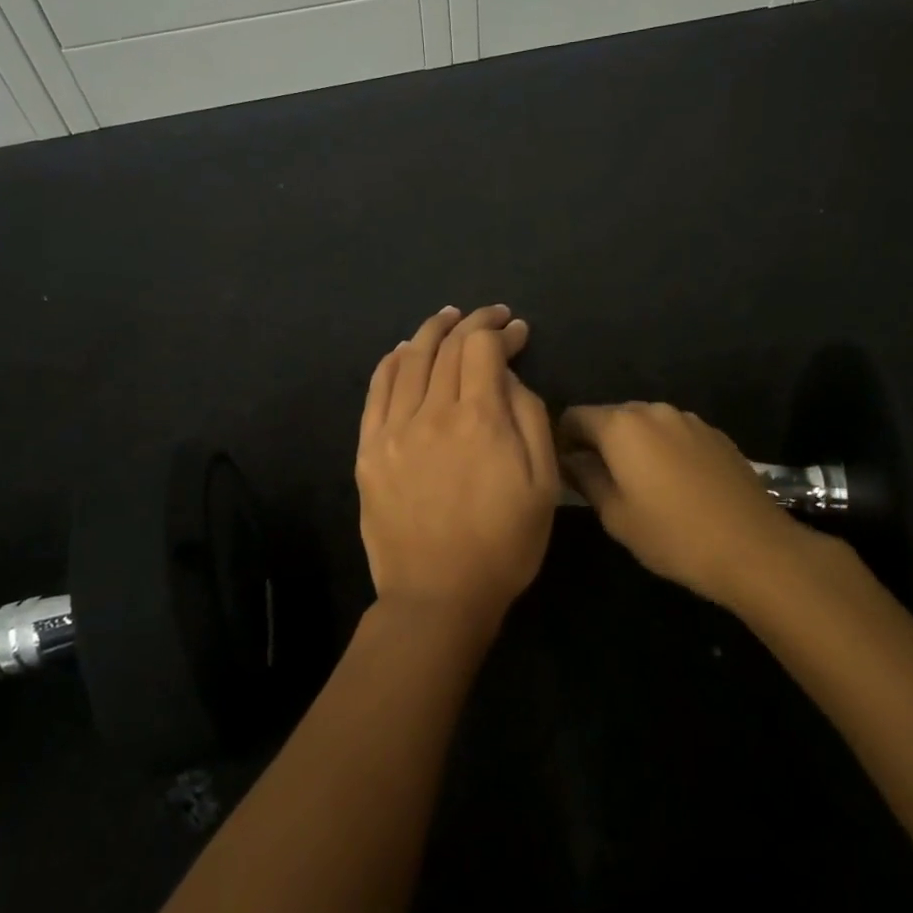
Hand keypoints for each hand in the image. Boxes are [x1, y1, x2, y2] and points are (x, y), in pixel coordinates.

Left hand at [356, 305, 559, 632]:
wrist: (438, 596)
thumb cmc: (504, 545)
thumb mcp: (543, 484)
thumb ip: (530, 418)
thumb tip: (508, 377)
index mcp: (479, 419)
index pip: (483, 349)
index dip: (500, 331)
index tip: (516, 330)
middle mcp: (431, 412)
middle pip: (446, 347)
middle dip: (471, 323)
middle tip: (488, 316)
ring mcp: (393, 430)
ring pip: (409, 360)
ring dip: (430, 332)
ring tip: (447, 317)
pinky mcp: (369, 449)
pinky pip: (376, 391)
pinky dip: (391, 362)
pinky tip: (402, 351)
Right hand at [558, 403, 819, 609]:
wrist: (755, 548)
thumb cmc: (673, 536)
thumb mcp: (616, 515)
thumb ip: (586, 478)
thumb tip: (570, 460)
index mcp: (621, 426)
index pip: (574, 416)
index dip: (563, 440)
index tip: (566, 469)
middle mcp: (653, 410)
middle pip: (611, 417)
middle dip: (599, 442)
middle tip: (599, 481)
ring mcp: (689, 420)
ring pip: (645, 425)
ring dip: (634, 446)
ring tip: (640, 485)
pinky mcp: (715, 435)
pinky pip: (675, 434)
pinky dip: (664, 451)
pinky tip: (676, 486)